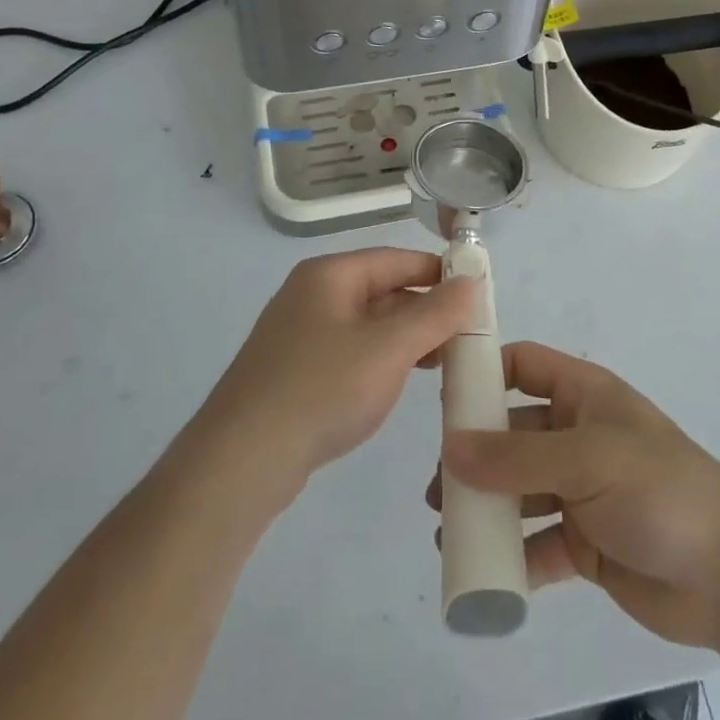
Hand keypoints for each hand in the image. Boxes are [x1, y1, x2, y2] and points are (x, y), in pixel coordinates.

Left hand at [198, 248, 475, 499]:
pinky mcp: (295, 372)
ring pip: (367, 324)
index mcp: (329, 275)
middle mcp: (312, 295)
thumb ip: (434, 314)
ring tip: (444, 363)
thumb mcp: (388, 349)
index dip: (438, 272)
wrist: (241, 461)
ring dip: (406, 338)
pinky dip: (380, 361)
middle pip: (381, 289)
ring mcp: (300, 334)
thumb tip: (470, 282)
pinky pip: (350, 352)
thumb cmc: (321, 390)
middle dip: (425, 311)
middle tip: (467, 336)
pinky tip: (400, 383)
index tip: (477, 294)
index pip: (396, 259)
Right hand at [431, 342, 719, 648]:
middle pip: (514, 432)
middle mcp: (578, 436)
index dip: (485, 372)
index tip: (442, 396)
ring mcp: (582, 491)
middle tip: (439, 483)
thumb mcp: (586, 459)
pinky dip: (512, 556)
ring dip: (487, 507)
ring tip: (448, 527)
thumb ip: (517, 456)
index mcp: (584, 396)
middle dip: (475, 454)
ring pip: (520, 490)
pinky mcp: (586, 543)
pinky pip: (537, 542)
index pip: (525, 366)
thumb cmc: (657, 489)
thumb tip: (450, 447)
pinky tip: (484, 572)